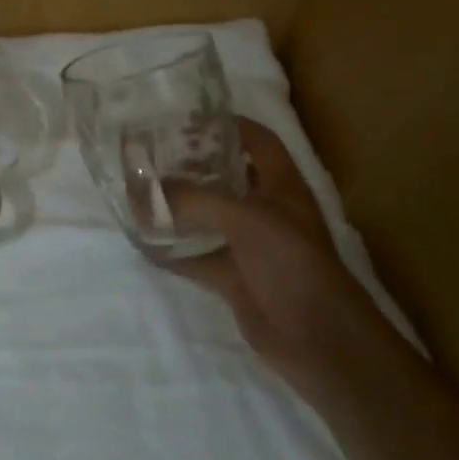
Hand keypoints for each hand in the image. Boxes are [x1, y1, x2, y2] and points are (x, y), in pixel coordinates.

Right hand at [165, 117, 385, 391]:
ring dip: (177, 208)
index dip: (228, 125)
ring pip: (208, 216)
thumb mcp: (243, 219)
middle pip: (226, 176)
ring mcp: (250, 245)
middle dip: (191, 165)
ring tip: (138, 190)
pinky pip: (198, 256)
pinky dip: (172, 250)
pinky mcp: (236, 278)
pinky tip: (143, 241)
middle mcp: (266, 209)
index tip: (186, 118)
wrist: (320, 341)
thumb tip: (138, 195)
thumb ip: (191, 201)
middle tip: (150, 153)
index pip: (257, 140)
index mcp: (280, 184)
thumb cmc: (292, 262)